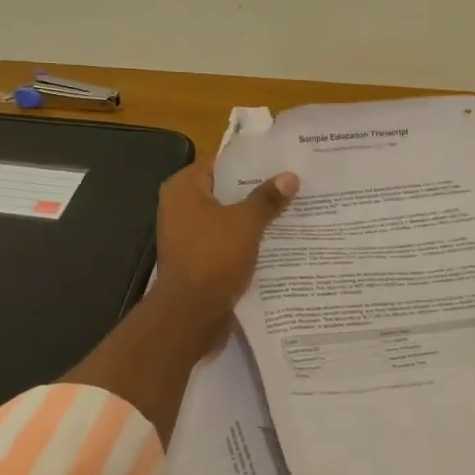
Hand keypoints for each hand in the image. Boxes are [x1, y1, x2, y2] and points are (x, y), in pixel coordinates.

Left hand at [149, 160, 298, 331]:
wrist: (191, 315)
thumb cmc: (213, 257)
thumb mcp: (246, 223)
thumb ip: (267, 198)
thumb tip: (290, 176)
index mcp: (184, 189)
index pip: (221, 163)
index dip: (252, 161)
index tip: (282, 160)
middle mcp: (181, 207)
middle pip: (226, 190)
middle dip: (258, 189)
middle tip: (294, 183)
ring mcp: (188, 234)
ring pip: (229, 217)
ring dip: (255, 216)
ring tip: (293, 207)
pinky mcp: (198, 258)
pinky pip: (227, 240)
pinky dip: (248, 239)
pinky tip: (278, 238)